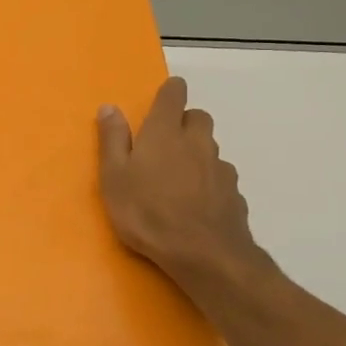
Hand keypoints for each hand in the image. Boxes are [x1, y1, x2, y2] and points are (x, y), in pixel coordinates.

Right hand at [97, 77, 275, 291]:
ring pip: (210, 148)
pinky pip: (220, 178)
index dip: (170, 91)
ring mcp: (220, 168)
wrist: (204, 254)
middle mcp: (197, 142)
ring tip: (178, 178)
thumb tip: (110, 107)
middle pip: (198, 117)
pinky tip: (196, 204)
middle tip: (165, 142)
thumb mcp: (114, 177)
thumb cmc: (147, 212)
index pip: (174, 95)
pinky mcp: (234, 194)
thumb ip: (113, 140)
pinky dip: (209, 182)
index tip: (165, 95)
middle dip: (185, 122)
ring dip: (197, 153)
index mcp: (165, 132)